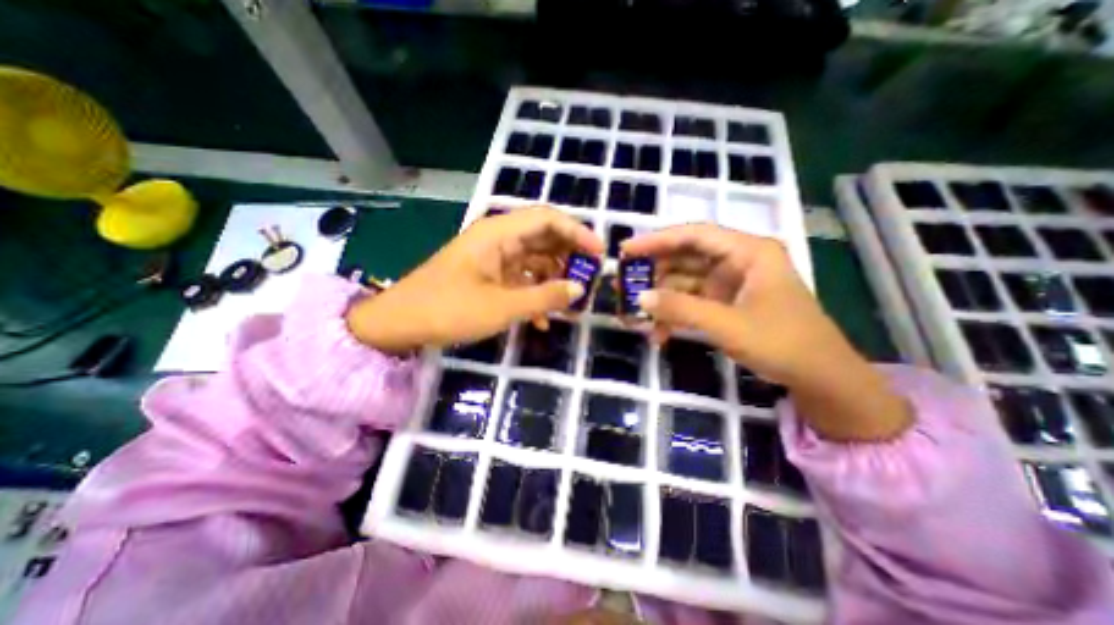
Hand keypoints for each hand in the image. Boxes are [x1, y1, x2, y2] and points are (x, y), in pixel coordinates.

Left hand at [350, 208, 599, 355]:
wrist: (400, 323)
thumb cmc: (449, 310)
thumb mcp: (502, 307)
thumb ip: (544, 297)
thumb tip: (579, 289)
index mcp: (499, 234)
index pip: (548, 219)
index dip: (577, 232)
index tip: (600, 253)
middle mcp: (497, 238)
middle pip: (543, 236)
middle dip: (569, 256)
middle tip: (590, 277)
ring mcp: (492, 257)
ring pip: (533, 259)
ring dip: (553, 277)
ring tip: (571, 300)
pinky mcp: (487, 275)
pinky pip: (519, 277)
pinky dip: (534, 292)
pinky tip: (542, 318)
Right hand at [622, 221, 908, 439]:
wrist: (819, 378)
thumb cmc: (783, 343)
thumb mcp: (728, 325)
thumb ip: (682, 309)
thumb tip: (641, 299)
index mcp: (747, 252)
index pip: (694, 235)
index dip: (657, 240)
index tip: (627, 250)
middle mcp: (737, 261)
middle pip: (685, 257)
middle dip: (654, 274)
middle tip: (625, 285)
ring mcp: (729, 284)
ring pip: (684, 282)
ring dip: (661, 300)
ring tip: (635, 316)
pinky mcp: (724, 304)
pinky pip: (691, 302)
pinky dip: (674, 315)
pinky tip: (659, 334)